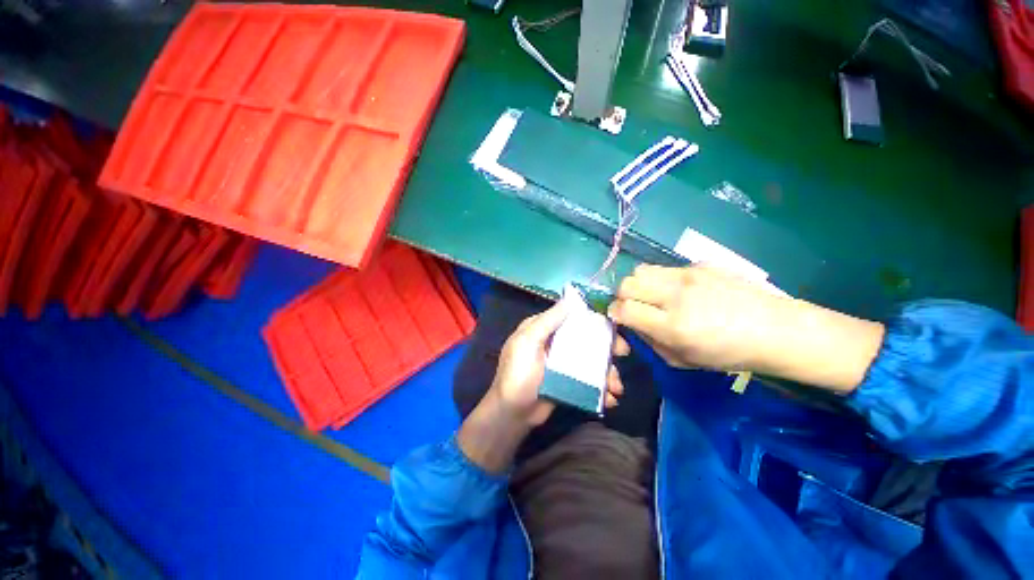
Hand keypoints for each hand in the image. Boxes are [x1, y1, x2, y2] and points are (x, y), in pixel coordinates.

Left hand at [459, 300, 630, 473]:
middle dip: (606, 346)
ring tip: (616, 387)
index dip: (593, 319)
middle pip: (586, 338)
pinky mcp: (569, 382)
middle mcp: (555, 342)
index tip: (613, 325)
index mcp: (543, 329)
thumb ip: (548, 321)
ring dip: (608, 372)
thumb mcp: (528, 342)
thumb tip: (570, 299)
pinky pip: (589, 379)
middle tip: (623, 353)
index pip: (571, 317)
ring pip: (591, 360)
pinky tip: (610, 399)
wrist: (512, 413)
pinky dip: (601, 388)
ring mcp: (563, 363)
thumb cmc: (518, 374)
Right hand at [608, 264, 883, 392]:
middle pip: (627, 283)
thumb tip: (629, 322)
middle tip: (635, 306)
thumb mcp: (682, 360)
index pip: (624, 309)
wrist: (776, 330)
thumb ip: (649, 340)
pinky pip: (665, 268)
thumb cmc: (728, 354)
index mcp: (673, 326)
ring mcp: (689, 275)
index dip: (615, 313)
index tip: (619, 317)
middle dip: (623, 296)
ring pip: (641, 270)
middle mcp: (677, 296)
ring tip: (652, 295)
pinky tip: (680, 291)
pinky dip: (661, 280)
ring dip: (639, 284)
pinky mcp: (700, 264)